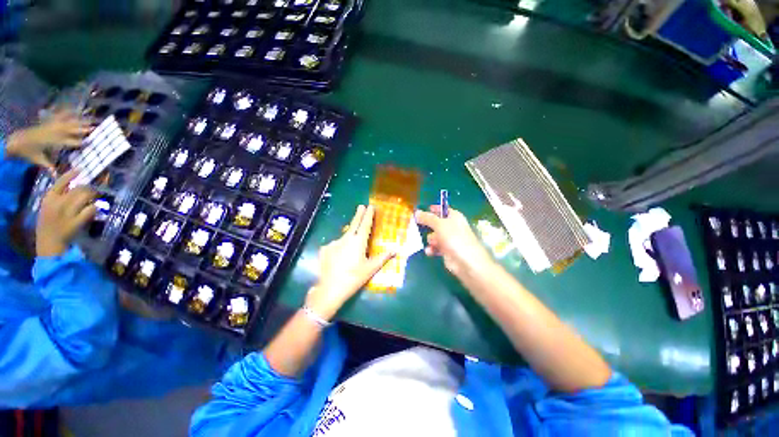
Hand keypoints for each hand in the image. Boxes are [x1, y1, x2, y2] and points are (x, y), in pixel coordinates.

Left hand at [6, 110, 91, 173]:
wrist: (16, 140)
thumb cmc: (28, 151)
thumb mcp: (37, 160)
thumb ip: (48, 166)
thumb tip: (57, 176)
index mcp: (52, 141)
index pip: (69, 142)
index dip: (79, 143)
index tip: (89, 144)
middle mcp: (53, 132)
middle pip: (70, 129)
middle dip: (81, 128)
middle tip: (94, 128)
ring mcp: (51, 125)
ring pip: (67, 122)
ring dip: (78, 121)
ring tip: (90, 120)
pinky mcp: (48, 123)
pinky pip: (59, 116)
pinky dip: (67, 112)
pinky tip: (74, 110)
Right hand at [36, 170, 96, 256]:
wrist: (49, 242)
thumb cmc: (48, 223)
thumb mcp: (48, 206)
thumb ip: (58, 196)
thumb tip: (72, 185)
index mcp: (49, 198)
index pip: (61, 182)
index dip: (71, 174)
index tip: (80, 169)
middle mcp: (59, 203)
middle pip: (79, 189)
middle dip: (88, 189)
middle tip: (93, 191)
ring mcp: (68, 212)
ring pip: (86, 197)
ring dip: (93, 197)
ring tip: (94, 199)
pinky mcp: (77, 221)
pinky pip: (91, 210)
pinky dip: (94, 208)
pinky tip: (94, 210)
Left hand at [305, 205, 394, 319]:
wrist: (330, 289)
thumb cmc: (354, 278)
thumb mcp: (371, 268)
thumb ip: (383, 257)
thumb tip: (395, 250)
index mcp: (358, 242)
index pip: (365, 224)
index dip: (368, 215)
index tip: (370, 206)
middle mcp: (346, 238)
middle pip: (354, 224)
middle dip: (358, 214)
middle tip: (361, 206)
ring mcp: (333, 243)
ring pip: (344, 236)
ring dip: (349, 235)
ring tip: (352, 245)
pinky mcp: (325, 249)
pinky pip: (335, 245)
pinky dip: (339, 247)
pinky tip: (339, 257)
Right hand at [415, 206, 494, 278]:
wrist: (465, 261)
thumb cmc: (454, 237)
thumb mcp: (439, 224)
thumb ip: (427, 218)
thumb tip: (417, 212)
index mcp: (454, 217)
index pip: (443, 210)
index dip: (434, 209)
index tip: (422, 211)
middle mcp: (452, 227)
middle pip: (437, 223)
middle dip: (429, 226)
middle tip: (418, 225)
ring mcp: (450, 239)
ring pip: (435, 236)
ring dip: (431, 239)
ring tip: (432, 243)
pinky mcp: (447, 251)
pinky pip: (436, 247)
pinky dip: (432, 249)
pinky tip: (430, 251)